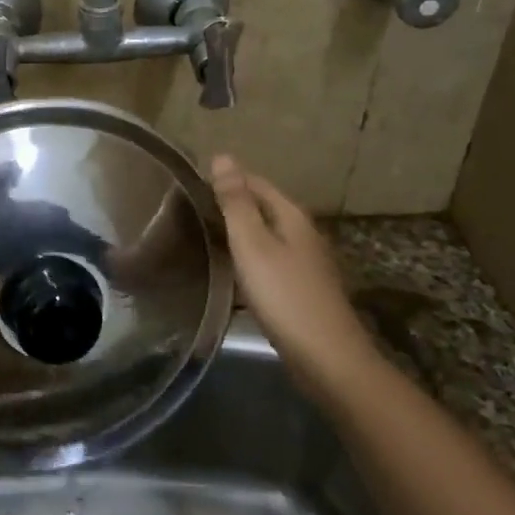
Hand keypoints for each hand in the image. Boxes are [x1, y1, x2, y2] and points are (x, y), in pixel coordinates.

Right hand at [209, 155, 374, 396]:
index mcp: (292, 217)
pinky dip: (246, 259)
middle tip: (188, 210)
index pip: (255, 183)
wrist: (327, 358)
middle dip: (229, 205)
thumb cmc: (285, 295)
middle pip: (262, 208)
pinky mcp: (300, 289)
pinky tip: (228, 272)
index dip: (225, 179)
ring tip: (200, 236)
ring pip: (265, 236)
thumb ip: (236, 202)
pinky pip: (267, 261)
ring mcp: (305, 263)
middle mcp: (302, 234)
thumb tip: (223, 156)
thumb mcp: (252, 244)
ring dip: (237, 233)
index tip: (189, 184)